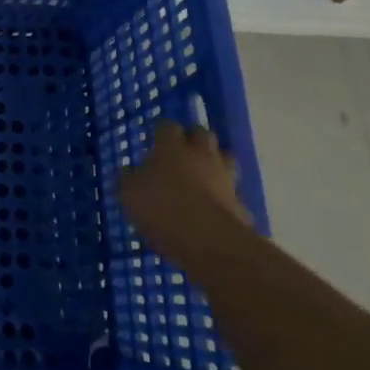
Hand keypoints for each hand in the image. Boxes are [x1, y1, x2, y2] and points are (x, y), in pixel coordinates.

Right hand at [119, 121, 249, 254]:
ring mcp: (225, 179)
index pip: (167, 126)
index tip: (155, 140)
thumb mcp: (130, 195)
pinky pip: (233, 195)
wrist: (211, 243)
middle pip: (202, 134)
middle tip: (182, 153)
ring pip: (225, 159)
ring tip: (202, 178)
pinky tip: (215, 210)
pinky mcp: (241, 205)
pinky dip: (225, 198)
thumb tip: (128, 172)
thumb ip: (129, 180)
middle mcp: (201, 155)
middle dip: (194, 140)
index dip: (161, 132)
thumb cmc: (163, 209)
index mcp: (172, 147)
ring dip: (215, 164)